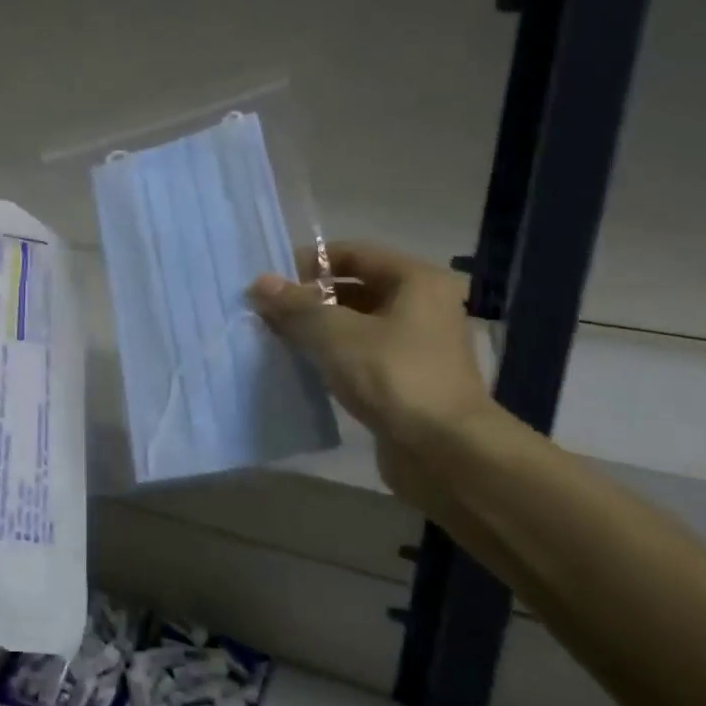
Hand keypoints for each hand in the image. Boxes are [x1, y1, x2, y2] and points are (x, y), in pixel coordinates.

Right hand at [249, 244, 491, 495]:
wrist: (445, 452)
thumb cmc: (394, 377)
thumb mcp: (336, 334)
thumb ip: (296, 306)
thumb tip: (260, 283)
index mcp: (416, 281)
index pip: (354, 253)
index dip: (310, 262)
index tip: (272, 280)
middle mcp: (423, 306)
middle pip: (355, 289)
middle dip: (310, 299)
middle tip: (267, 312)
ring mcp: (417, 346)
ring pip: (356, 325)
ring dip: (318, 329)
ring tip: (277, 338)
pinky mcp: (407, 380)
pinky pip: (361, 356)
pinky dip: (333, 356)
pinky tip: (302, 366)